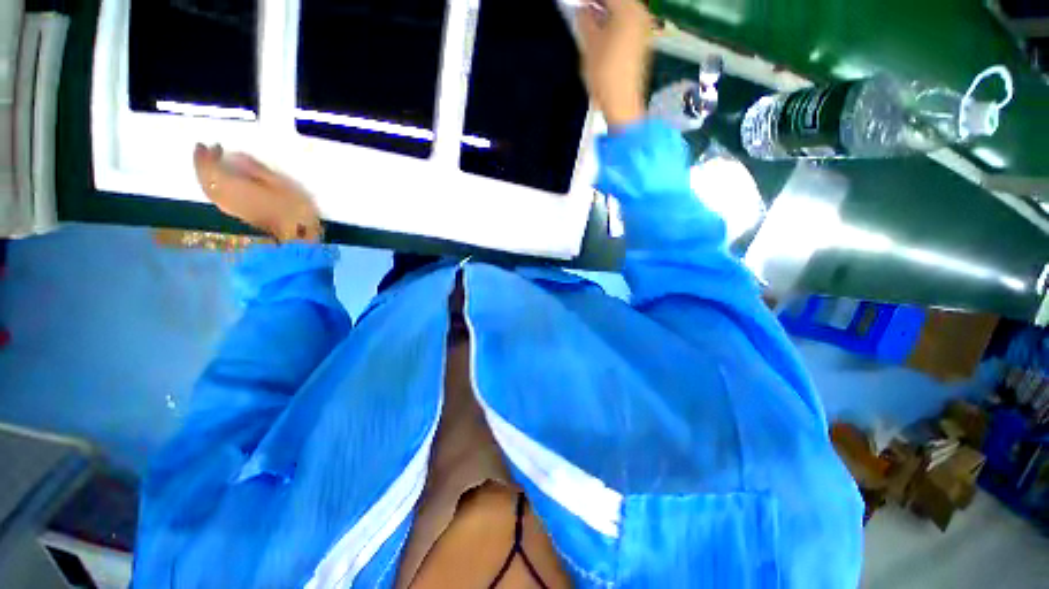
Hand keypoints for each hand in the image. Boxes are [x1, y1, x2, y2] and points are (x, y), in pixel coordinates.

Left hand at [193, 144, 322, 242]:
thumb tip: (236, 157)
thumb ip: (257, 170)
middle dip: (202, 165)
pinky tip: (219, 182)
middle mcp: (228, 199)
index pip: (212, 170)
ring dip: (206, 176)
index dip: (207, 156)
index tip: (208, 144)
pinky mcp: (238, 215)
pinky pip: (217, 198)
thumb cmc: (294, 208)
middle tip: (206, 149)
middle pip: (206, 180)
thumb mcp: (281, 184)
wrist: (299, 236)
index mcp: (237, 188)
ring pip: (209, 190)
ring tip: (211, 164)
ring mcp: (232, 209)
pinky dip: (213, 186)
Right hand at [577, 0, 653, 127]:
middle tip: (583, 12)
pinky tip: (602, 33)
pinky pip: (627, 24)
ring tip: (590, 21)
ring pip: (623, 11)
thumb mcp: (589, 45)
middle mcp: (641, 14)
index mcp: (629, 10)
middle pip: (618, 1)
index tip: (577, 6)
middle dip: (599, 5)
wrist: (622, 104)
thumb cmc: (604, 74)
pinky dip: (614, 23)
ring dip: (606, 13)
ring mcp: (644, 30)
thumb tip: (582, 10)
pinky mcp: (642, 44)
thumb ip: (584, 20)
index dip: (589, 0)